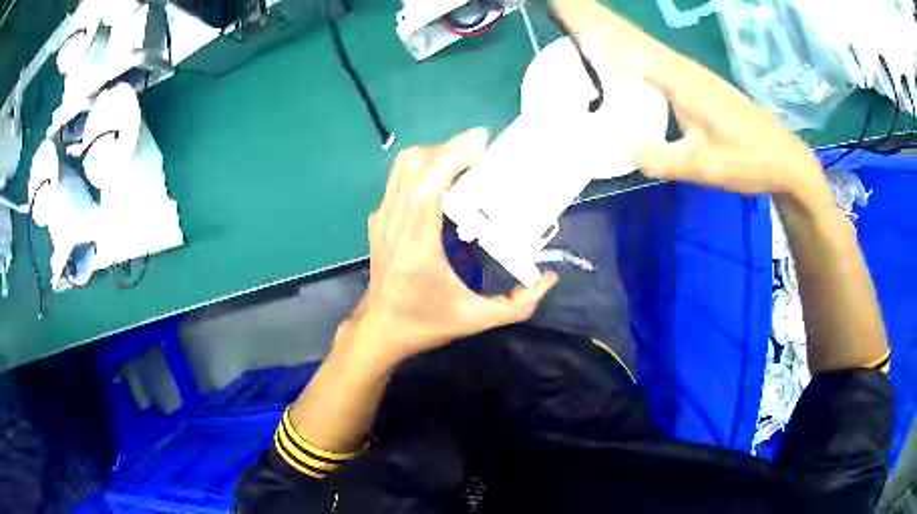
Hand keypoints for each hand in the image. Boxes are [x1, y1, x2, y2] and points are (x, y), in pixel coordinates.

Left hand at [342, 128, 557, 366]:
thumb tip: (550, 280)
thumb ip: (518, 305)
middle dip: (448, 148)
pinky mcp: (378, 219)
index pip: (428, 185)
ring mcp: (381, 219)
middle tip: (481, 151)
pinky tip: (442, 178)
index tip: (480, 139)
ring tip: (464, 159)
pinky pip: (398, 179)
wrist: (380, 329)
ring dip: (434, 154)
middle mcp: (394, 224)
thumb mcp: (476, 320)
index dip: (452, 155)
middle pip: (414, 165)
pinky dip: (422, 167)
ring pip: (402, 167)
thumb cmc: (425, 323)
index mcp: (418, 246)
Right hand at [553, 0, 825, 196]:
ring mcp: (688, 72)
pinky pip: (651, 55)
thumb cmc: (747, 159)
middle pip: (630, 34)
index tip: (562, 6)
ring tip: (580, 16)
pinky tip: (619, 47)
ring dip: (608, 25)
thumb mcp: (703, 166)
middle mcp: (680, 67)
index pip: (626, 45)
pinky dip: (628, 44)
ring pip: (639, 41)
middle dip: (594, 16)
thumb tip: (627, 149)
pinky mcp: (694, 81)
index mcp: (679, 80)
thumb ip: (662, 159)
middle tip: (561, 2)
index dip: (592, 26)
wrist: (782, 158)